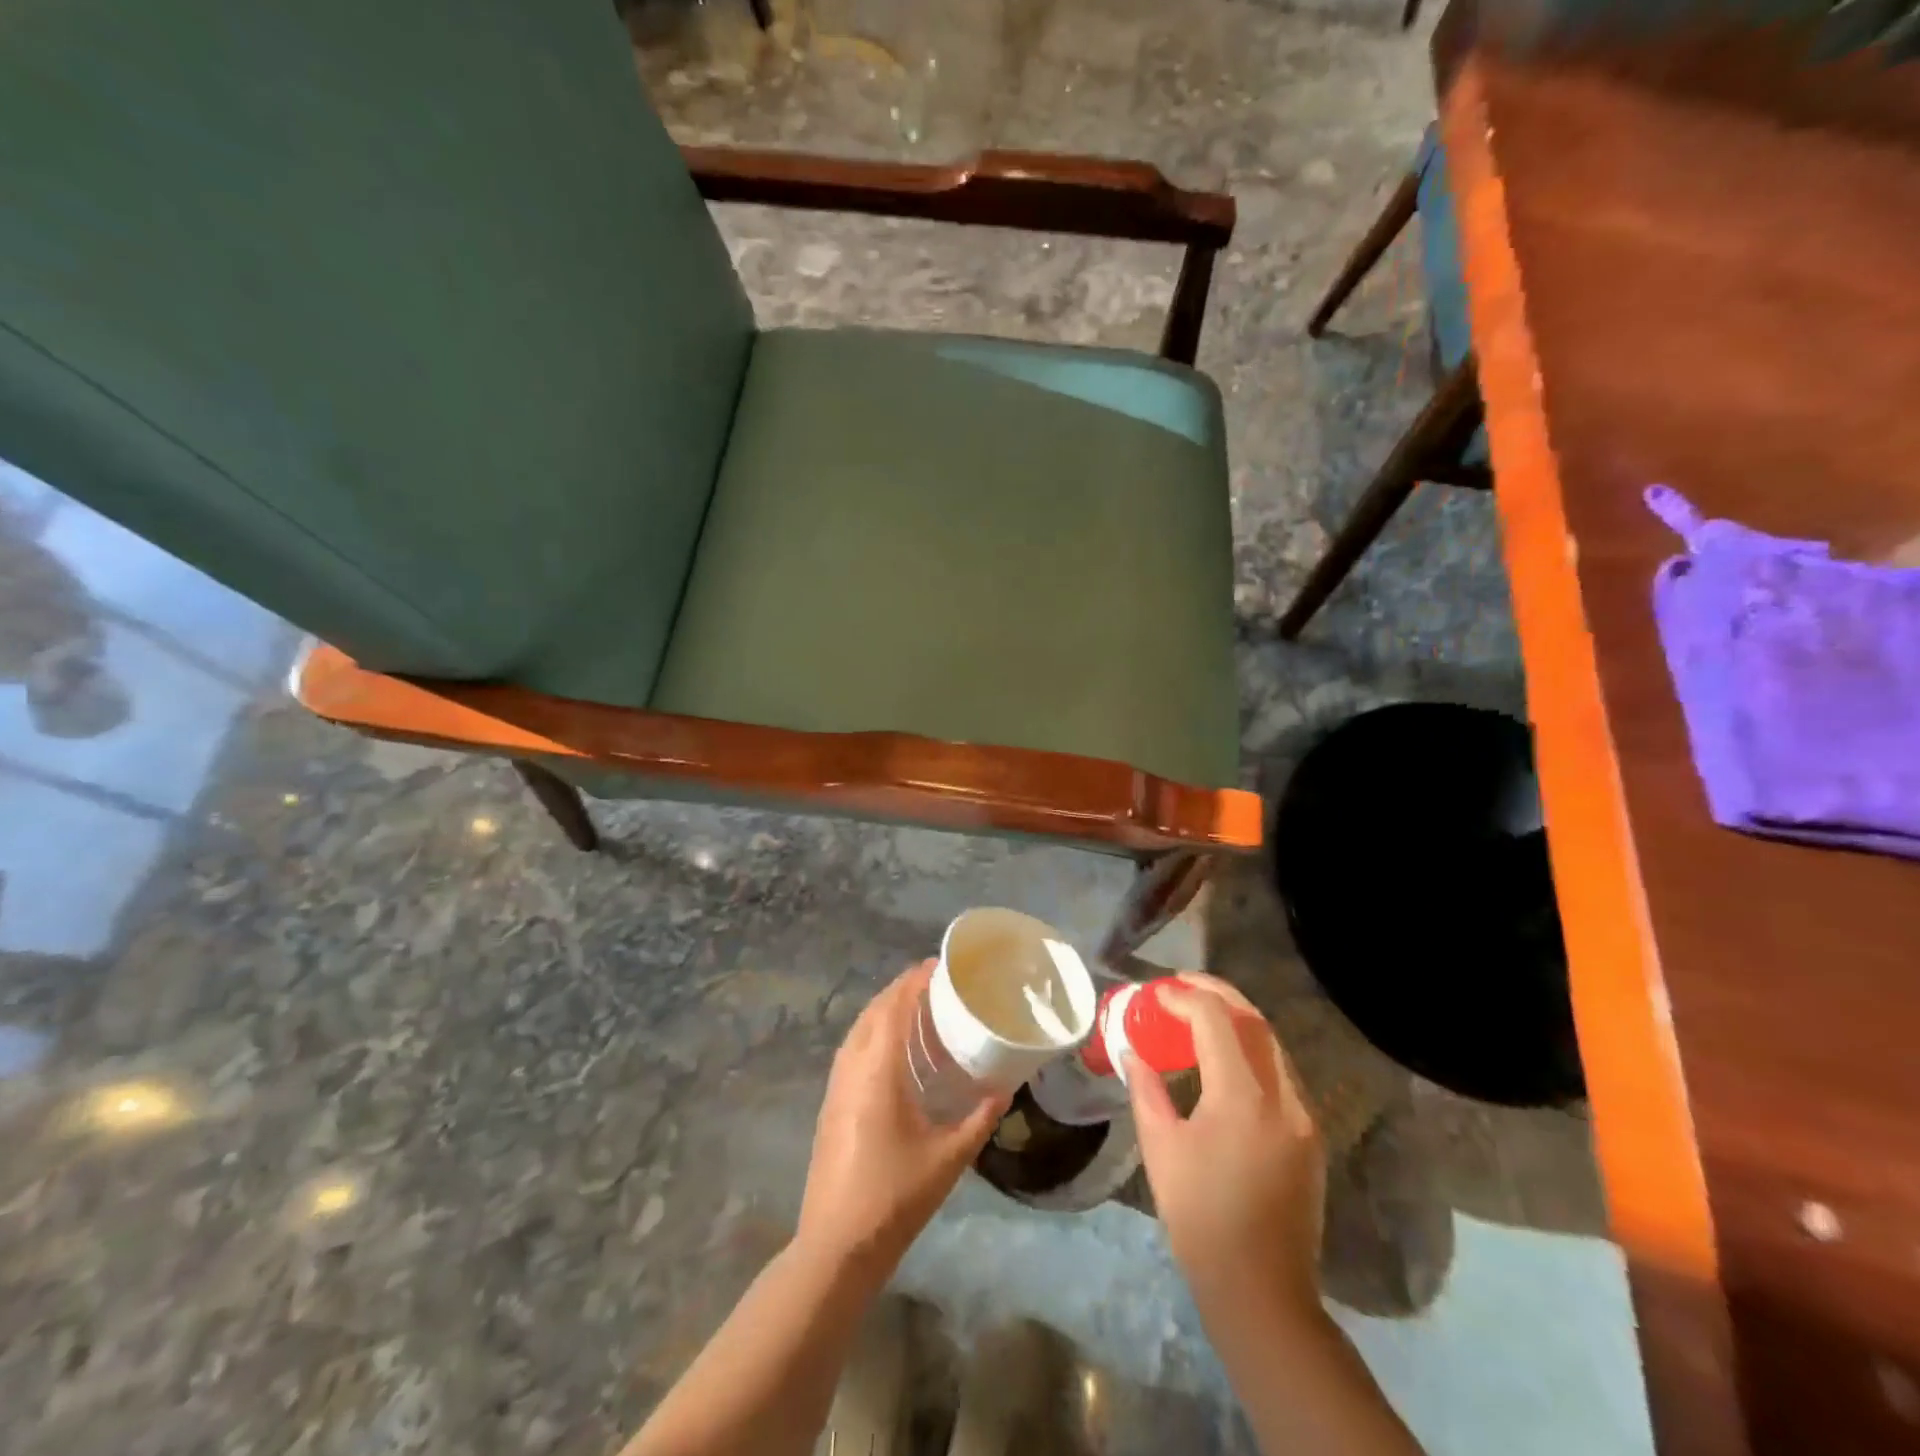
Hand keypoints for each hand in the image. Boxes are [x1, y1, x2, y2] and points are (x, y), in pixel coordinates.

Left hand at [796, 961, 1006, 1279]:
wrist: (837, 1245)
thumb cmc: (895, 1197)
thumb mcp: (948, 1159)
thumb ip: (979, 1119)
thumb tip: (1005, 1090)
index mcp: (878, 1071)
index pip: (895, 1008)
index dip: (915, 981)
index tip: (939, 965)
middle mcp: (852, 1067)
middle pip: (874, 1011)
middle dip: (902, 989)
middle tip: (935, 982)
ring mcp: (836, 1085)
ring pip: (859, 1028)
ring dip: (885, 1008)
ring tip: (917, 1006)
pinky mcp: (831, 1102)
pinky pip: (852, 1048)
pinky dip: (873, 1031)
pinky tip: (893, 1048)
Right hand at [1126, 972, 1325, 1319]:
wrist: (1262, 1292)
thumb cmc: (1200, 1219)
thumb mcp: (1161, 1148)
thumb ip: (1146, 1089)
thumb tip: (1132, 1051)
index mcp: (1242, 1097)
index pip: (1217, 1020)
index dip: (1184, 996)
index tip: (1156, 992)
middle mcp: (1282, 1096)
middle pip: (1254, 1020)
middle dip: (1217, 992)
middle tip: (1181, 984)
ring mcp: (1304, 1115)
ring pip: (1273, 1043)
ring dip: (1237, 1018)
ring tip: (1199, 1012)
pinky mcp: (1311, 1135)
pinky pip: (1281, 1071)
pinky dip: (1251, 1048)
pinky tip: (1225, 1056)